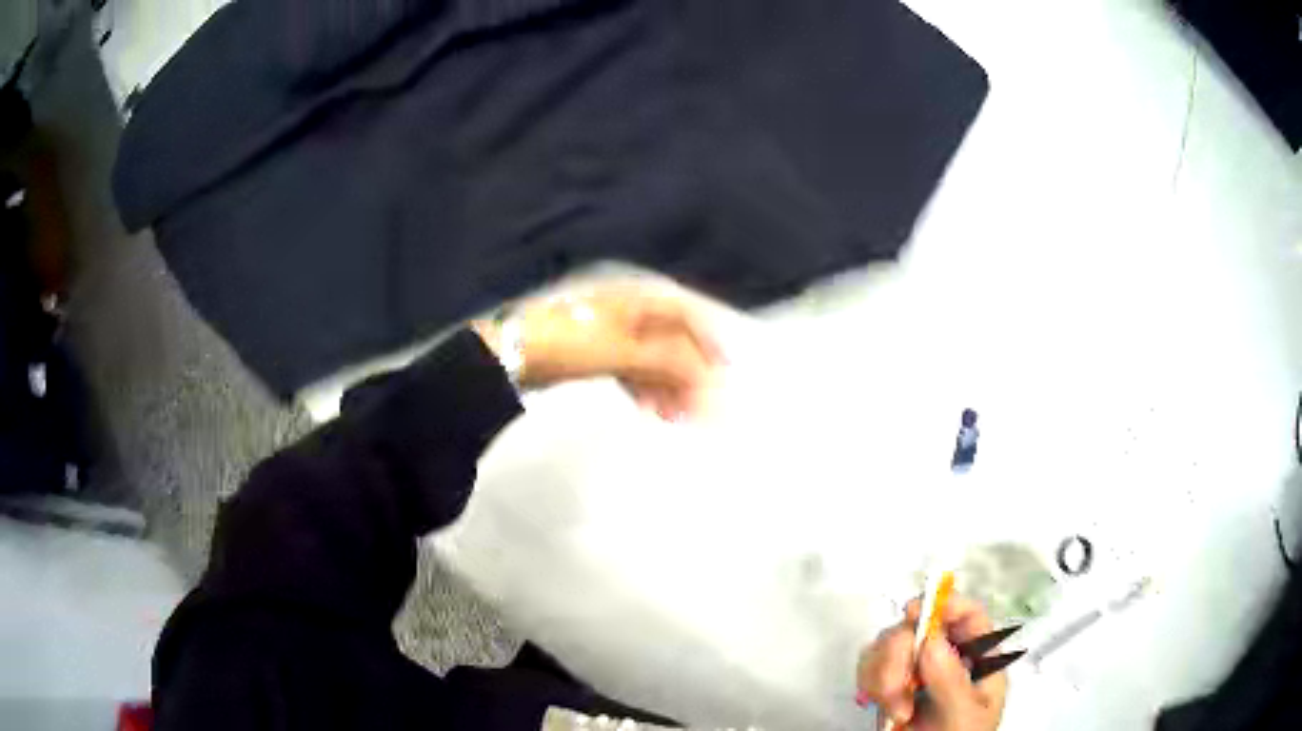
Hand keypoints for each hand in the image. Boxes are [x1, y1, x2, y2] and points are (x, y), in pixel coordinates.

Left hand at [474, 284, 723, 419]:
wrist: (512, 353)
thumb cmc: (570, 342)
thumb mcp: (623, 350)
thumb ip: (668, 361)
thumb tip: (708, 376)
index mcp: (638, 300)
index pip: (687, 314)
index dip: (709, 340)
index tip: (726, 370)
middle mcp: (630, 312)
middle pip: (672, 341)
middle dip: (689, 373)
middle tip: (702, 408)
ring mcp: (613, 333)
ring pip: (653, 360)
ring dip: (669, 387)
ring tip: (678, 418)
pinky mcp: (598, 355)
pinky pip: (633, 371)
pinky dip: (645, 390)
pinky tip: (651, 411)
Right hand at [857, 595, 1007, 730]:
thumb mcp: (963, 717)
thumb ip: (951, 682)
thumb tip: (931, 639)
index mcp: (977, 659)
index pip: (967, 615)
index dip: (944, 604)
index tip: (914, 613)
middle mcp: (946, 658)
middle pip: (918, 626)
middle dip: (900, 655)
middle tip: (896, 689)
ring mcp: (916, 673)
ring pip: (888, 645)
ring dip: (882, 675)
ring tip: (894, 712)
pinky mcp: (889, 687)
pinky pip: (870, 668)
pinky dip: (869, 685)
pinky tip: (881, 709)